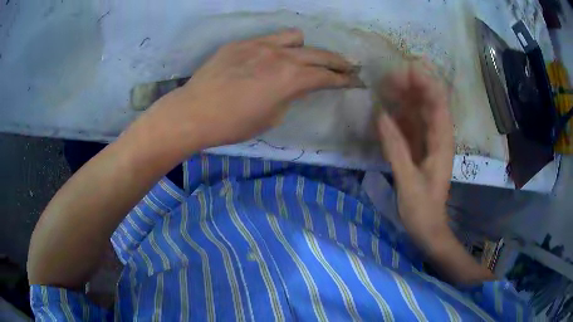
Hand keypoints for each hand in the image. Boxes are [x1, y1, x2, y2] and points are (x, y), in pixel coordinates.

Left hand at [151, 29, 362, 150]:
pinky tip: (269, 58)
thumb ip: (290, 96)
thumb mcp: (271, 117)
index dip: (345, 80)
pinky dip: (278, 47)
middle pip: (319, 54)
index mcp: (291, 78)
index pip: (327, 76)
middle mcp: (281, 56)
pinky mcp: (241, 43)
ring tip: (302, 58)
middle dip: (337, 62)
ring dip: (305, 48)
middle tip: (348, 67)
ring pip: (295, 37)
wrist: (194, 112)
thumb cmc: (233, 124)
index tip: (356, 81)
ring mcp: (260, 45)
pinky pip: (268, 38)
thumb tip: (295, 86)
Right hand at [376, 63, 453, 247]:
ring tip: (385, 86)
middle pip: (428, 103)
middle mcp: (438, 137)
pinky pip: (410, 126)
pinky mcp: (419, 148)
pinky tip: (386, 109)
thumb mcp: (409, 182)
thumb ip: (396, 149)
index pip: (439, 105)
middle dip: (412, 86)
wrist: (427, 228)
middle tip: (389, 76)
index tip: (408, 69)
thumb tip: (381, 115)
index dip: (427, 84)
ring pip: (418, 112)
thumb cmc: (422, 209)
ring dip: (404, 98)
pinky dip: (398, 115)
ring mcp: (428, 142)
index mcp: (442, 143)